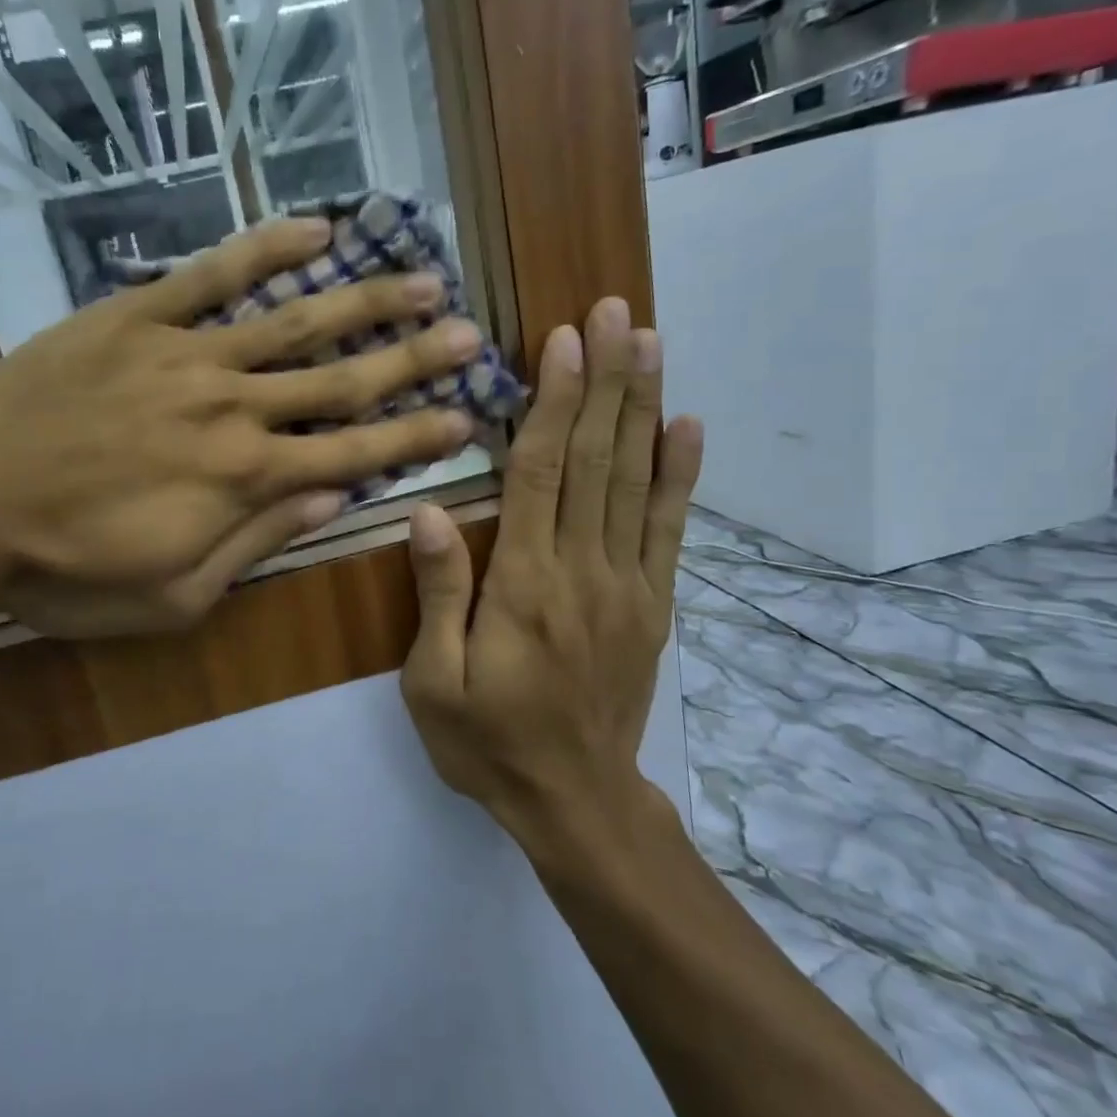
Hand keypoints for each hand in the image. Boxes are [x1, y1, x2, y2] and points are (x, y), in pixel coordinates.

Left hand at [0, 217, 483, 633]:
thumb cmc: (67, 572)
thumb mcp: (175, 596)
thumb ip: (258, 542)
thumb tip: (332, 499)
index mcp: (246, 480)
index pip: (354, 452)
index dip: (414, 436)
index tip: (465, 416)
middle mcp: (234, 408)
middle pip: (342, 379)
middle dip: (413, 359)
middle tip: (471, 334)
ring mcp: (187, 355)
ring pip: (294, 321)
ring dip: (365, 300)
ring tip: (424, 276)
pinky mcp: (135, 318)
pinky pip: (212, 275)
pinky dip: (265, 249)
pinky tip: (314, 227)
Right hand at [399, 297, 703, 851]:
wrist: (575, 802)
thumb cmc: (489, 743)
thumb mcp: (433, 683)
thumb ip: (438, 595)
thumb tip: (428, 511)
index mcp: (524, 585)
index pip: (540, 474)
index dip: (551, 402)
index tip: (561, 341)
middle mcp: (582, 571)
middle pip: (596, 460)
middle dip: (605, 381)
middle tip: (616, 314)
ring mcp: (627, 585)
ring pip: (636, 482)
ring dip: (643, 409)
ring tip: (651, 345)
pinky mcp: (652, 605)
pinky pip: (669, 530)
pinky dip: (680, 475)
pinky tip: (688, 427)